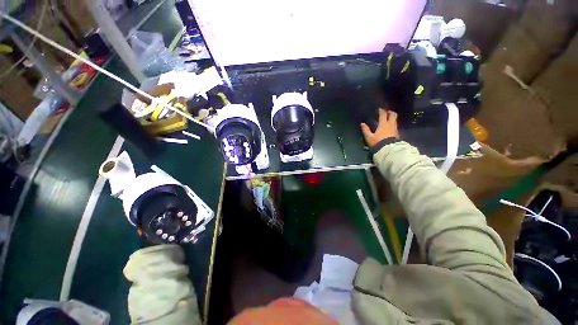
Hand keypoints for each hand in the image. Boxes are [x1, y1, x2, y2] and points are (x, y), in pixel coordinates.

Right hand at [360, 109, 398, 147]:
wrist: (388, 150)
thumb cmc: (378, 142)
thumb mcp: (369, 137)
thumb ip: (366, 130)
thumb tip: (362, 124)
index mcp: (383, 124)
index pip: (383, 114)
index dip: (381, 111)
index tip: (379, 109)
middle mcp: (390, 124)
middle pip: (393, 115)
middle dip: (390, 112)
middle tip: (387, 112)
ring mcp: (395, 129)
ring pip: (395, 120)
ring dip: (392, 118)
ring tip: (389, 119)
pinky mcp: (397, 134)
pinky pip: (395, 126)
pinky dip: (393, 124)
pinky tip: (390, 127)